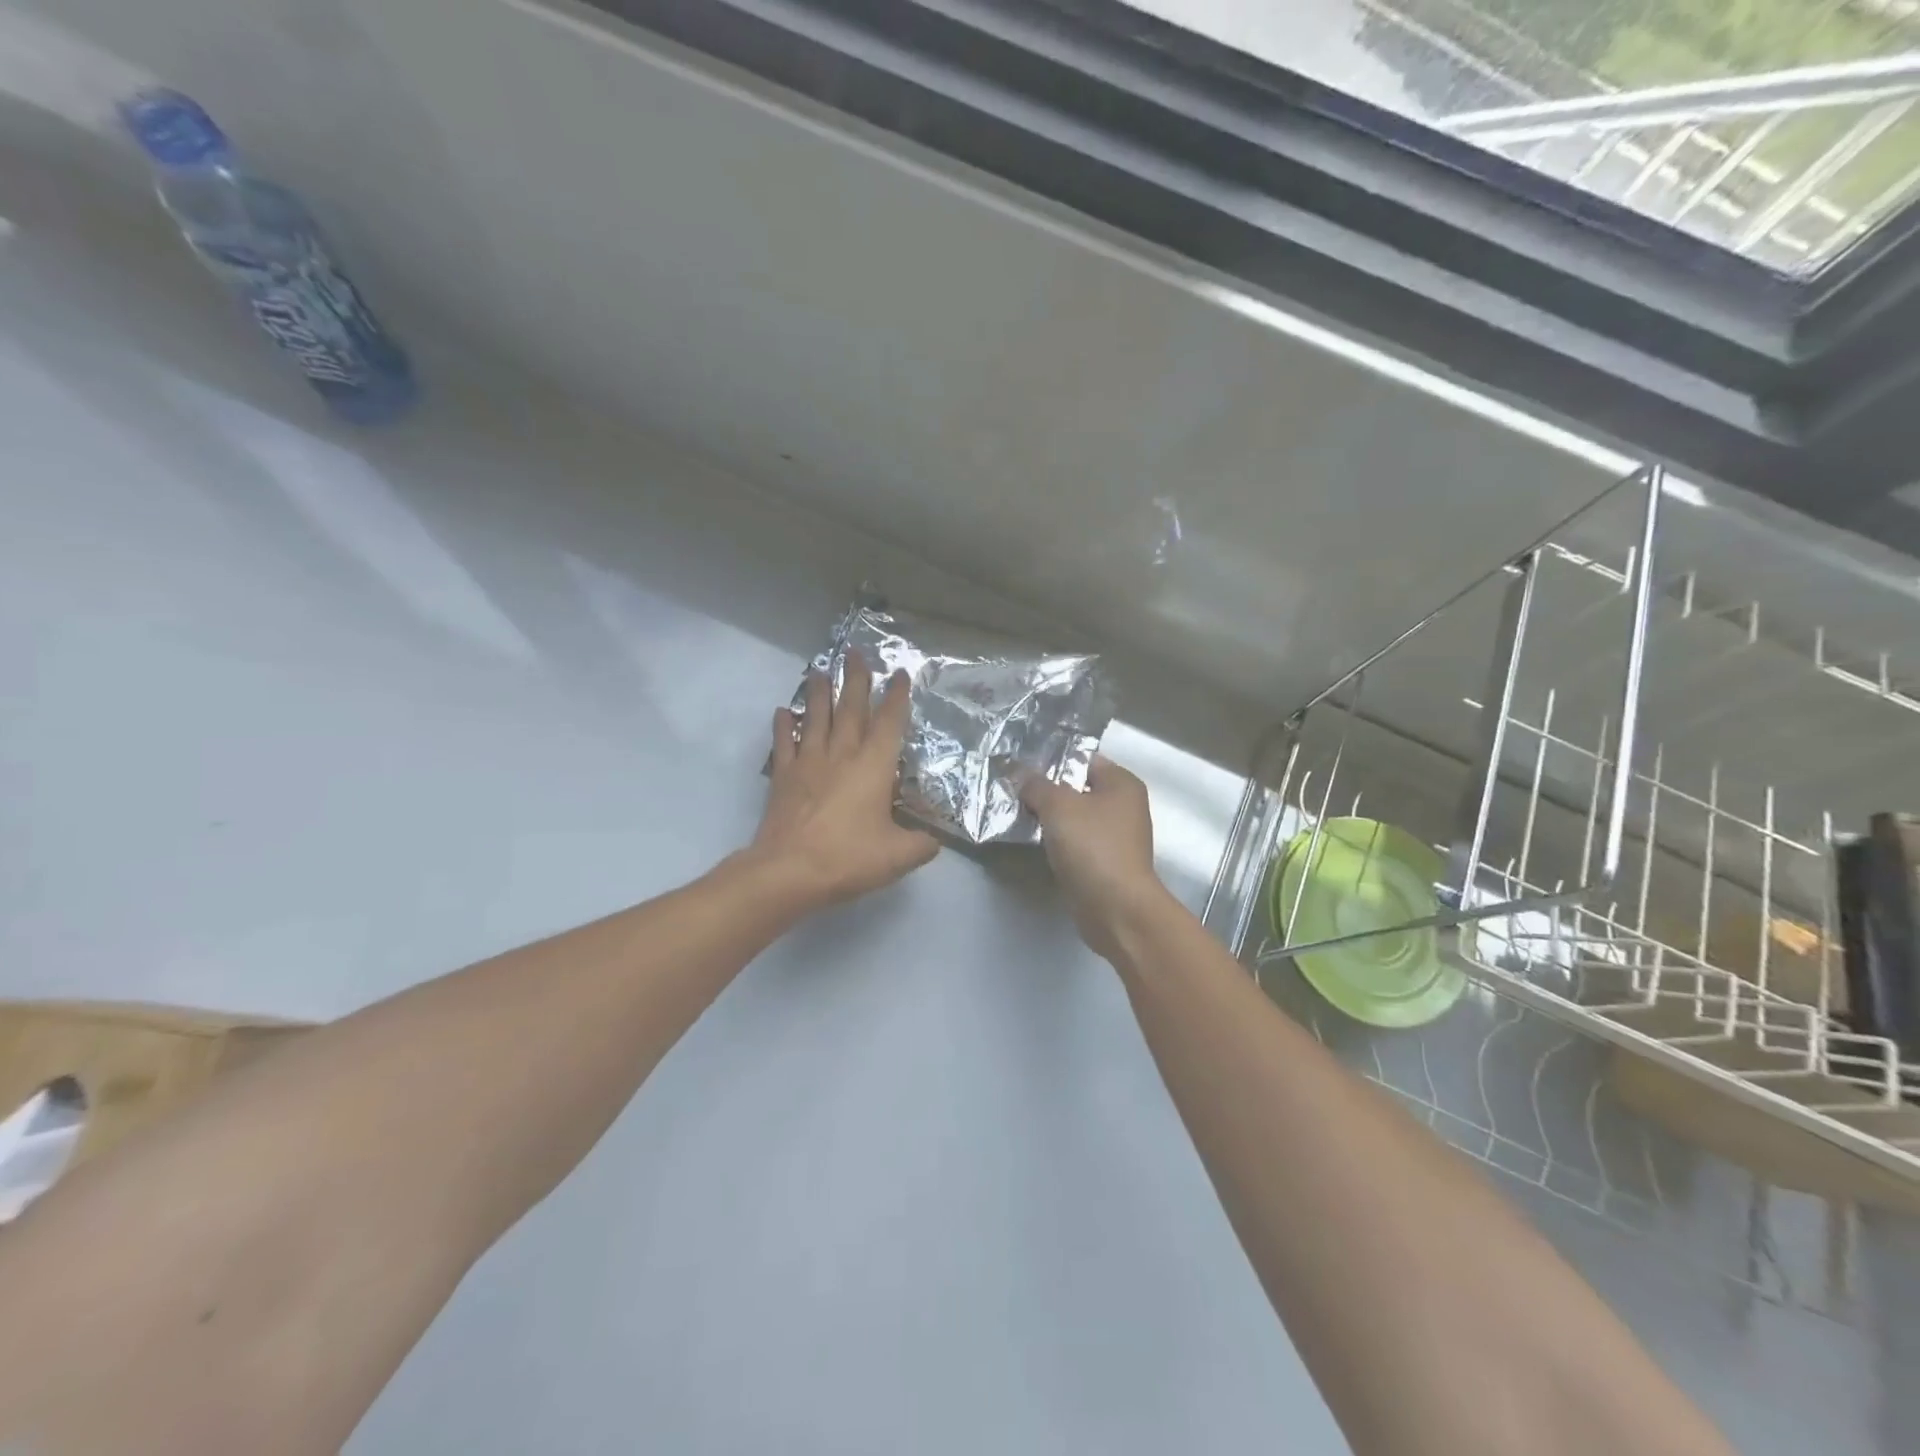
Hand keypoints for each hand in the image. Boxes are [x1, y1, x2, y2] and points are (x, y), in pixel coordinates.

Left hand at [748, 651, 938, 909]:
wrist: (789, 871)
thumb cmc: (848, 858)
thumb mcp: (898, 856)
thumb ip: (921, 845)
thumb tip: (934, 841)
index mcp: (873, 767)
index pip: (889, 723)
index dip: (897, 697)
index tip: (899, 674)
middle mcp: (842, 755)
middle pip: (851, 708)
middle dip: (856, 679)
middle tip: (855, 652)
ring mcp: (809, 763)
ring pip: (816, 718)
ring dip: (819, 692)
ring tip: (820, 669)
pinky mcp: (784, 777)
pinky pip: (784, 743)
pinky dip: (784, 726)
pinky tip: (783, 712)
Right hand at [1020, 755, 1172, 961]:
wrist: (1116, 909)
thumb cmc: (1093, 847)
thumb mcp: (1058, 806)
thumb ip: (1036, 785)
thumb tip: (1018, 772)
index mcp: (1122, 783)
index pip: (1083, 759)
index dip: (1052, 759)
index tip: (1020, 764)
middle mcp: (1124, 806)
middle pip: (1077, 788)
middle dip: (1046, 789)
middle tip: (1012, 789)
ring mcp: (1115, 837)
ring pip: (1074, 817)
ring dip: (1049, 817)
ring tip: (1016, 812)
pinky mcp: (1104, 863)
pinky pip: (1075, 842)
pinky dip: (1057, 841)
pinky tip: (1033, 840)